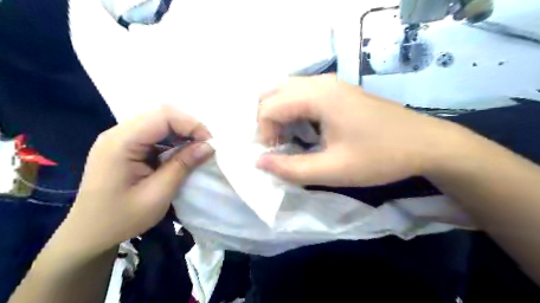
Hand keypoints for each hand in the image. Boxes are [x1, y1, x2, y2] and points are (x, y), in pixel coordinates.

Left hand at [58, 105, 210, 254]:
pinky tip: (179, 154)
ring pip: (159, 122)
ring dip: (181, 133)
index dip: (191, 125)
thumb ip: (183, 166)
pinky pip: (154, 133)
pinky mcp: (124, 146)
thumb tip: (209, 146)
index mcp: (121, 143)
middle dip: (188, 127)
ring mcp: (119, 138)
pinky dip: (172, 140)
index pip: (163, 116)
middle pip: (161, 115)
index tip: (209, 144)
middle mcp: (118, 133)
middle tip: (205, 146)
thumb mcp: (158, 194)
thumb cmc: (121, 219)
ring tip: (195, 151)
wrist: (89, 234)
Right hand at [256, 74, 461, 186]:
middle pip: (273, 93)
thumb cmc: (380, 157)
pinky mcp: (339, 91)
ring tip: (289, 140)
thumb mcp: (333, 170)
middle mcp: (321, 82)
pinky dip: (294, 112)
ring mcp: (331, 84)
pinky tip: (306, 131)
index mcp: (318, 95)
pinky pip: (302, 95)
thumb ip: (292, 168)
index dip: (264, 133)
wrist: (426, 144)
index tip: (276, 155)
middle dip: (267, 121)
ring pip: (287, 92)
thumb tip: (259, 162)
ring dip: (279, 116)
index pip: (269, 106)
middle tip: (278, 145)